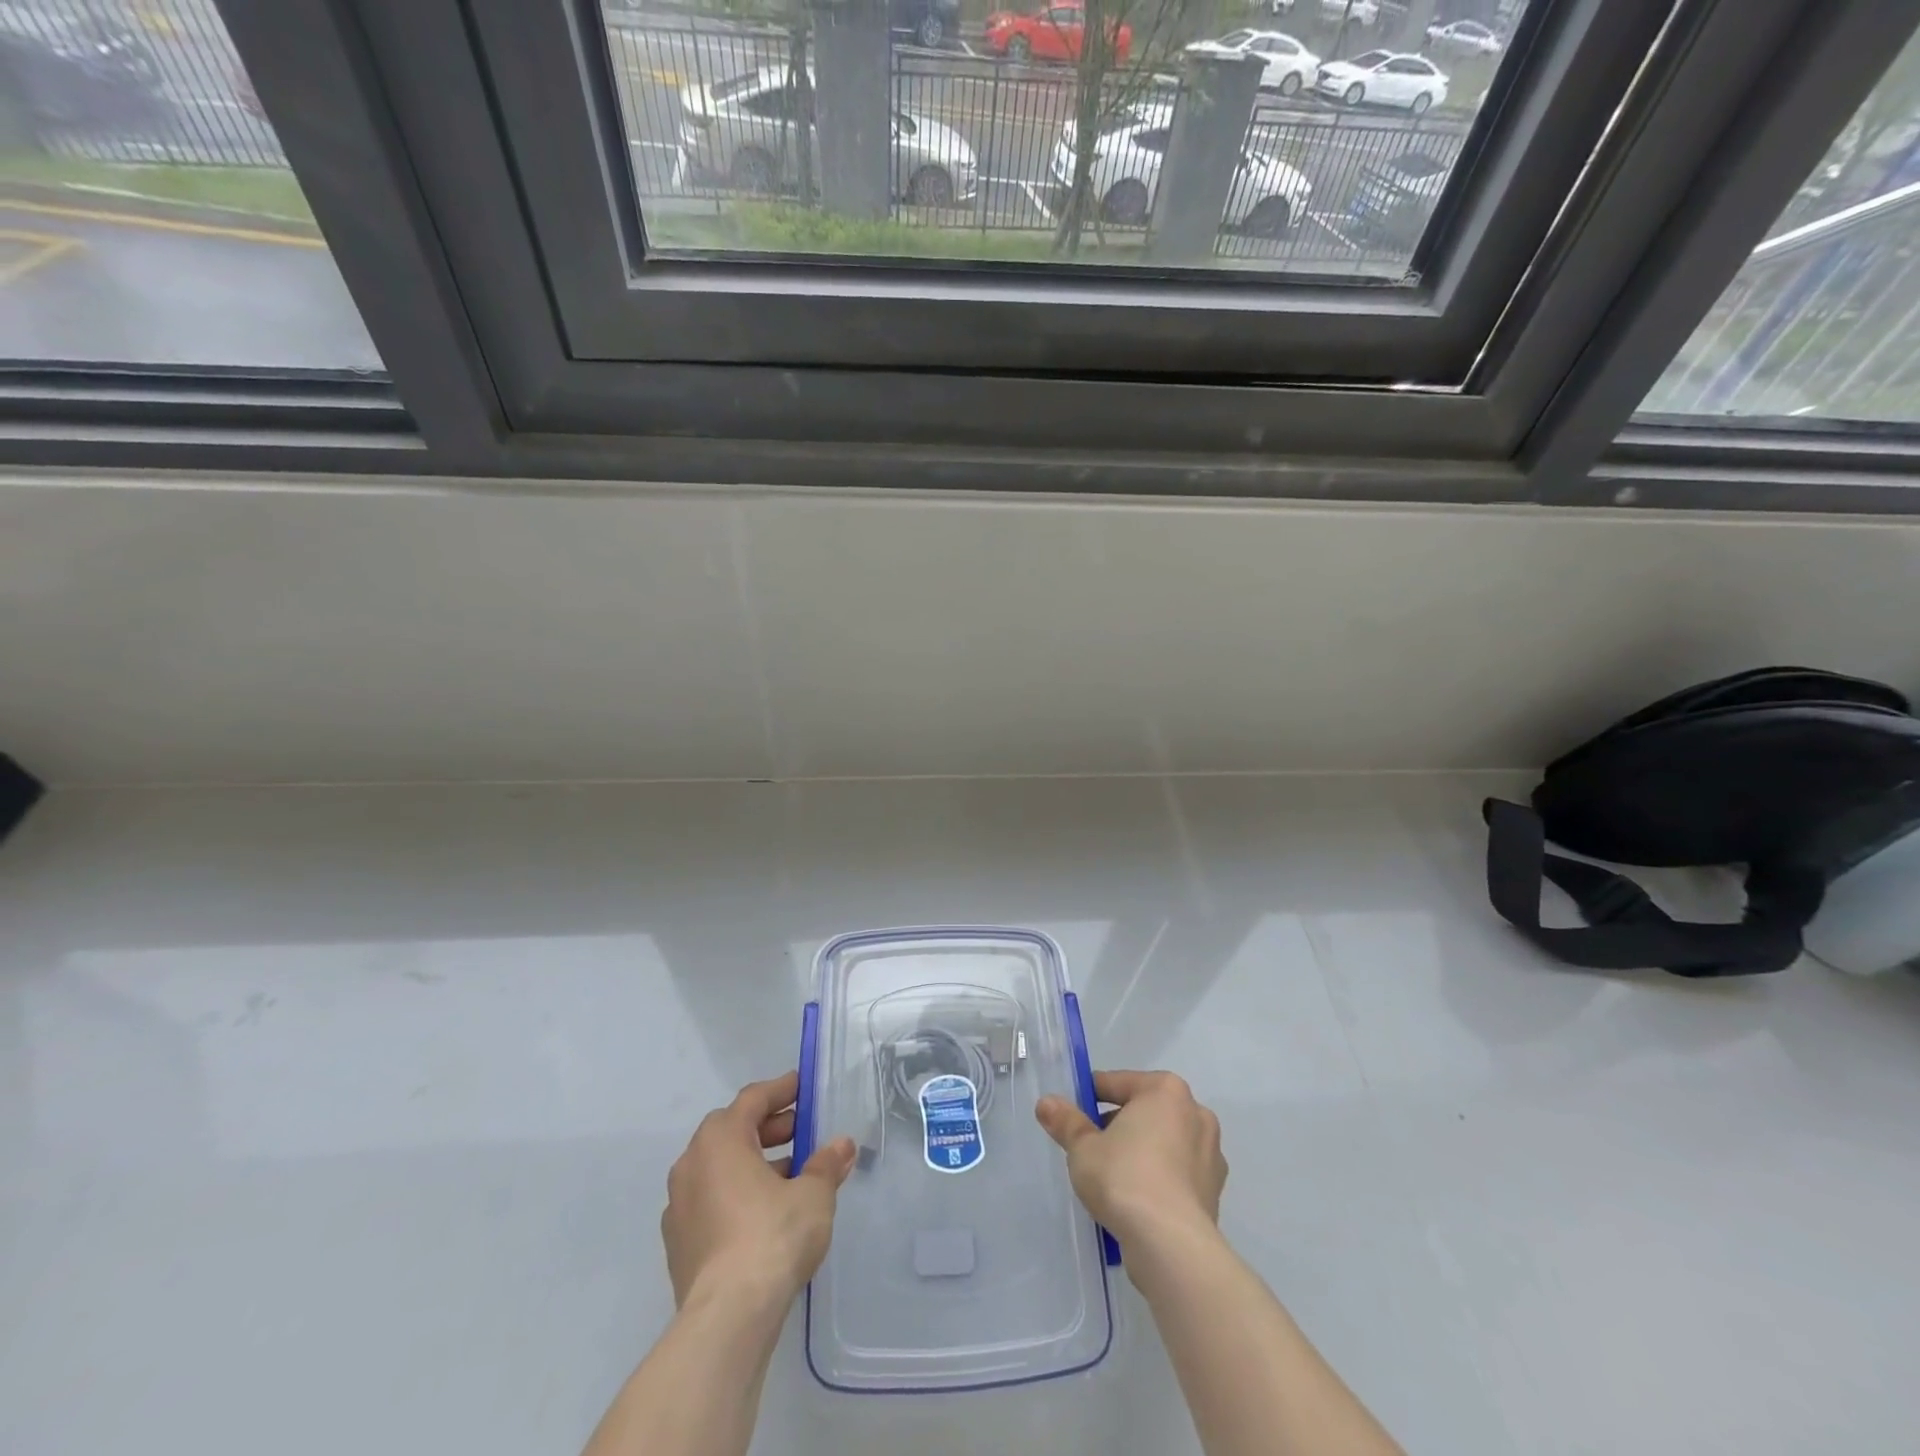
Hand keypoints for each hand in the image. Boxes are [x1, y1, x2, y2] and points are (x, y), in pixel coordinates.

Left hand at [662, 1071, 855, 1310]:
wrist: (726, 1319)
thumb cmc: (772, 1236)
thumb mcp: (813, 1194)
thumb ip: (827, 1165)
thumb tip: (842, 1145)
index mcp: (720, 1139)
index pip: (752, 1099)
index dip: (781, 1090)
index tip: (802, 1087)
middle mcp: (692, 1164)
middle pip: (733, 1131)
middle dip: (769, 1128)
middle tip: (802, 1131)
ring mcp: (679, 1206)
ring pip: (720, 1168)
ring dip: (753, 1163)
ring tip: (791, 1176)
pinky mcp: (678, 1244)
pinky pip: (711, 1201)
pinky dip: (737, 1195)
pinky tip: (764, 1214)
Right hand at [1035, 1070, 1226, 1245]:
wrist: (1171, 1245)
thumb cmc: (1124, 1178)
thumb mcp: (1083, 1148)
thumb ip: (1066, 1122)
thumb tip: (1046, 1103)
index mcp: (1165, 1090)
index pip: (1117, 1083)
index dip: (1090, 1097)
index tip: (1073, 1115)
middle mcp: (1195, 1113)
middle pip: (1144, 1111)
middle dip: (1118, 1126)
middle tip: (1091, 1149)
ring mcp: (1210, 1154)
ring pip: (1163, 1143)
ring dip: (1140, 1153)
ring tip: (1112, 1178)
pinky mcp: (1215, 1191)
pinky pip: (1177, 1174)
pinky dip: (1158, 1180)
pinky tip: (1136, 1201)